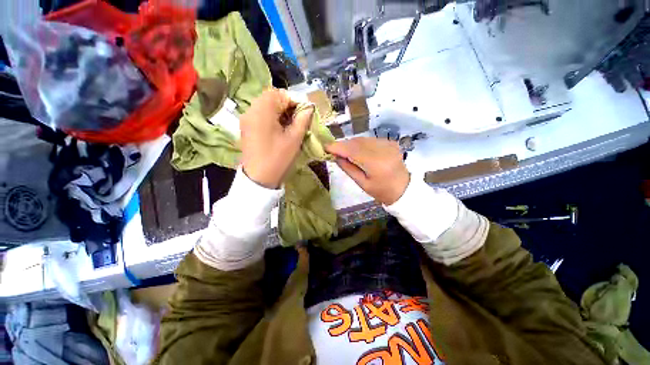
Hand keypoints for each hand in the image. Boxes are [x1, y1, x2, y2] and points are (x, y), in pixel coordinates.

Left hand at [240, 89, 313, 188]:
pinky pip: (260, 115)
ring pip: (266, 106)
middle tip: (298, 120)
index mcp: (263, 109)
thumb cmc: (278, 157)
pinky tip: (278, 130)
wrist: (259, 178)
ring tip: (290, 125)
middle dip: (287, 106)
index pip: (280, 94)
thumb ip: (303, 119)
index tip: (304, 113)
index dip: (295, 101)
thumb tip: (309, 107)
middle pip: (271, 98)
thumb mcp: (294, 138)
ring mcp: (246, 119)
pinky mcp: (246, 127)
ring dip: (279, 112)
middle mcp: (251, 109)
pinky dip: (271, 118)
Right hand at [326, 137, 409, 204]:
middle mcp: (383, 150)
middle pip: (357, 142)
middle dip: (343, 145)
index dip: (338, 147)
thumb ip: (348, 168)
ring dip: (351, 144)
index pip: (353, 150)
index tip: (326, 146)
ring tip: (343, 151)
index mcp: (377, 164)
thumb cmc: (381, 191)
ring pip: (363, 139)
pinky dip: (361, 143)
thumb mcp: (362, 183)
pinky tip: (357, 150)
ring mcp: (388, 144)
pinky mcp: (390, 142)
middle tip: (333, 150)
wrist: (404, 189)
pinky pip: (370, 140)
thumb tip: (335, 156)